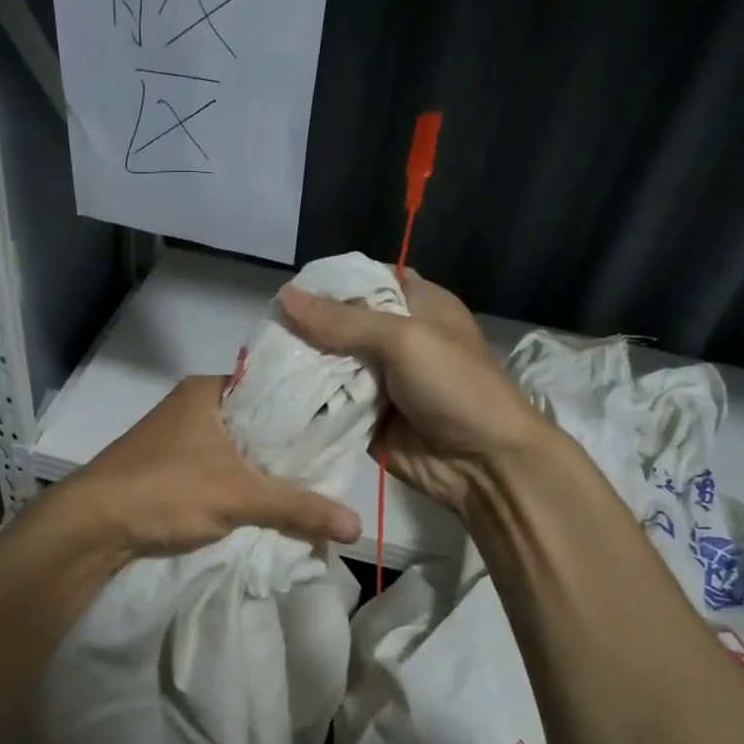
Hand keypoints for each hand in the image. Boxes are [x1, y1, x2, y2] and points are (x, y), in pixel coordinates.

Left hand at [56, 375, 362, 561]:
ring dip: (265, 468)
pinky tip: (268, 500)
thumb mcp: (240, 496)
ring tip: (310, 483)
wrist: (91, 527)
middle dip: (289, 446)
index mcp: (208, 390)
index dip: (307, 408)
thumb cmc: (165, 490)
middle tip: (332, 463)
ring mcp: (178, 437)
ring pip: (238, 448)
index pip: (273, 388)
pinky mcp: (169, 467)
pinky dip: (243, 483)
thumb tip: (357, 526)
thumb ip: (298, 508)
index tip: (342, 428)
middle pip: (258, 422)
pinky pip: (220, 468)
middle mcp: (193, 406)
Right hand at [278, 272, 549, 518]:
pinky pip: (330, 403)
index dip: (329, 282)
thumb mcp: (404, 339)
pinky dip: (308, 400)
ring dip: (302, 365)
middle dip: (306, 327)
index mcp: (416, 304)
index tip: (288, 290)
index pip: (366, 279)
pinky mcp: (366, 416)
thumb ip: (343, 320)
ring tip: (260, 361)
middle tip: (265, 330)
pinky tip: (275, 394)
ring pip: (330, 364)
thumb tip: (284, 295)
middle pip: (340, 323)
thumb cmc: (455, 386)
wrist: (484, 464)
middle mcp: (395, 338)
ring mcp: (380, 379)